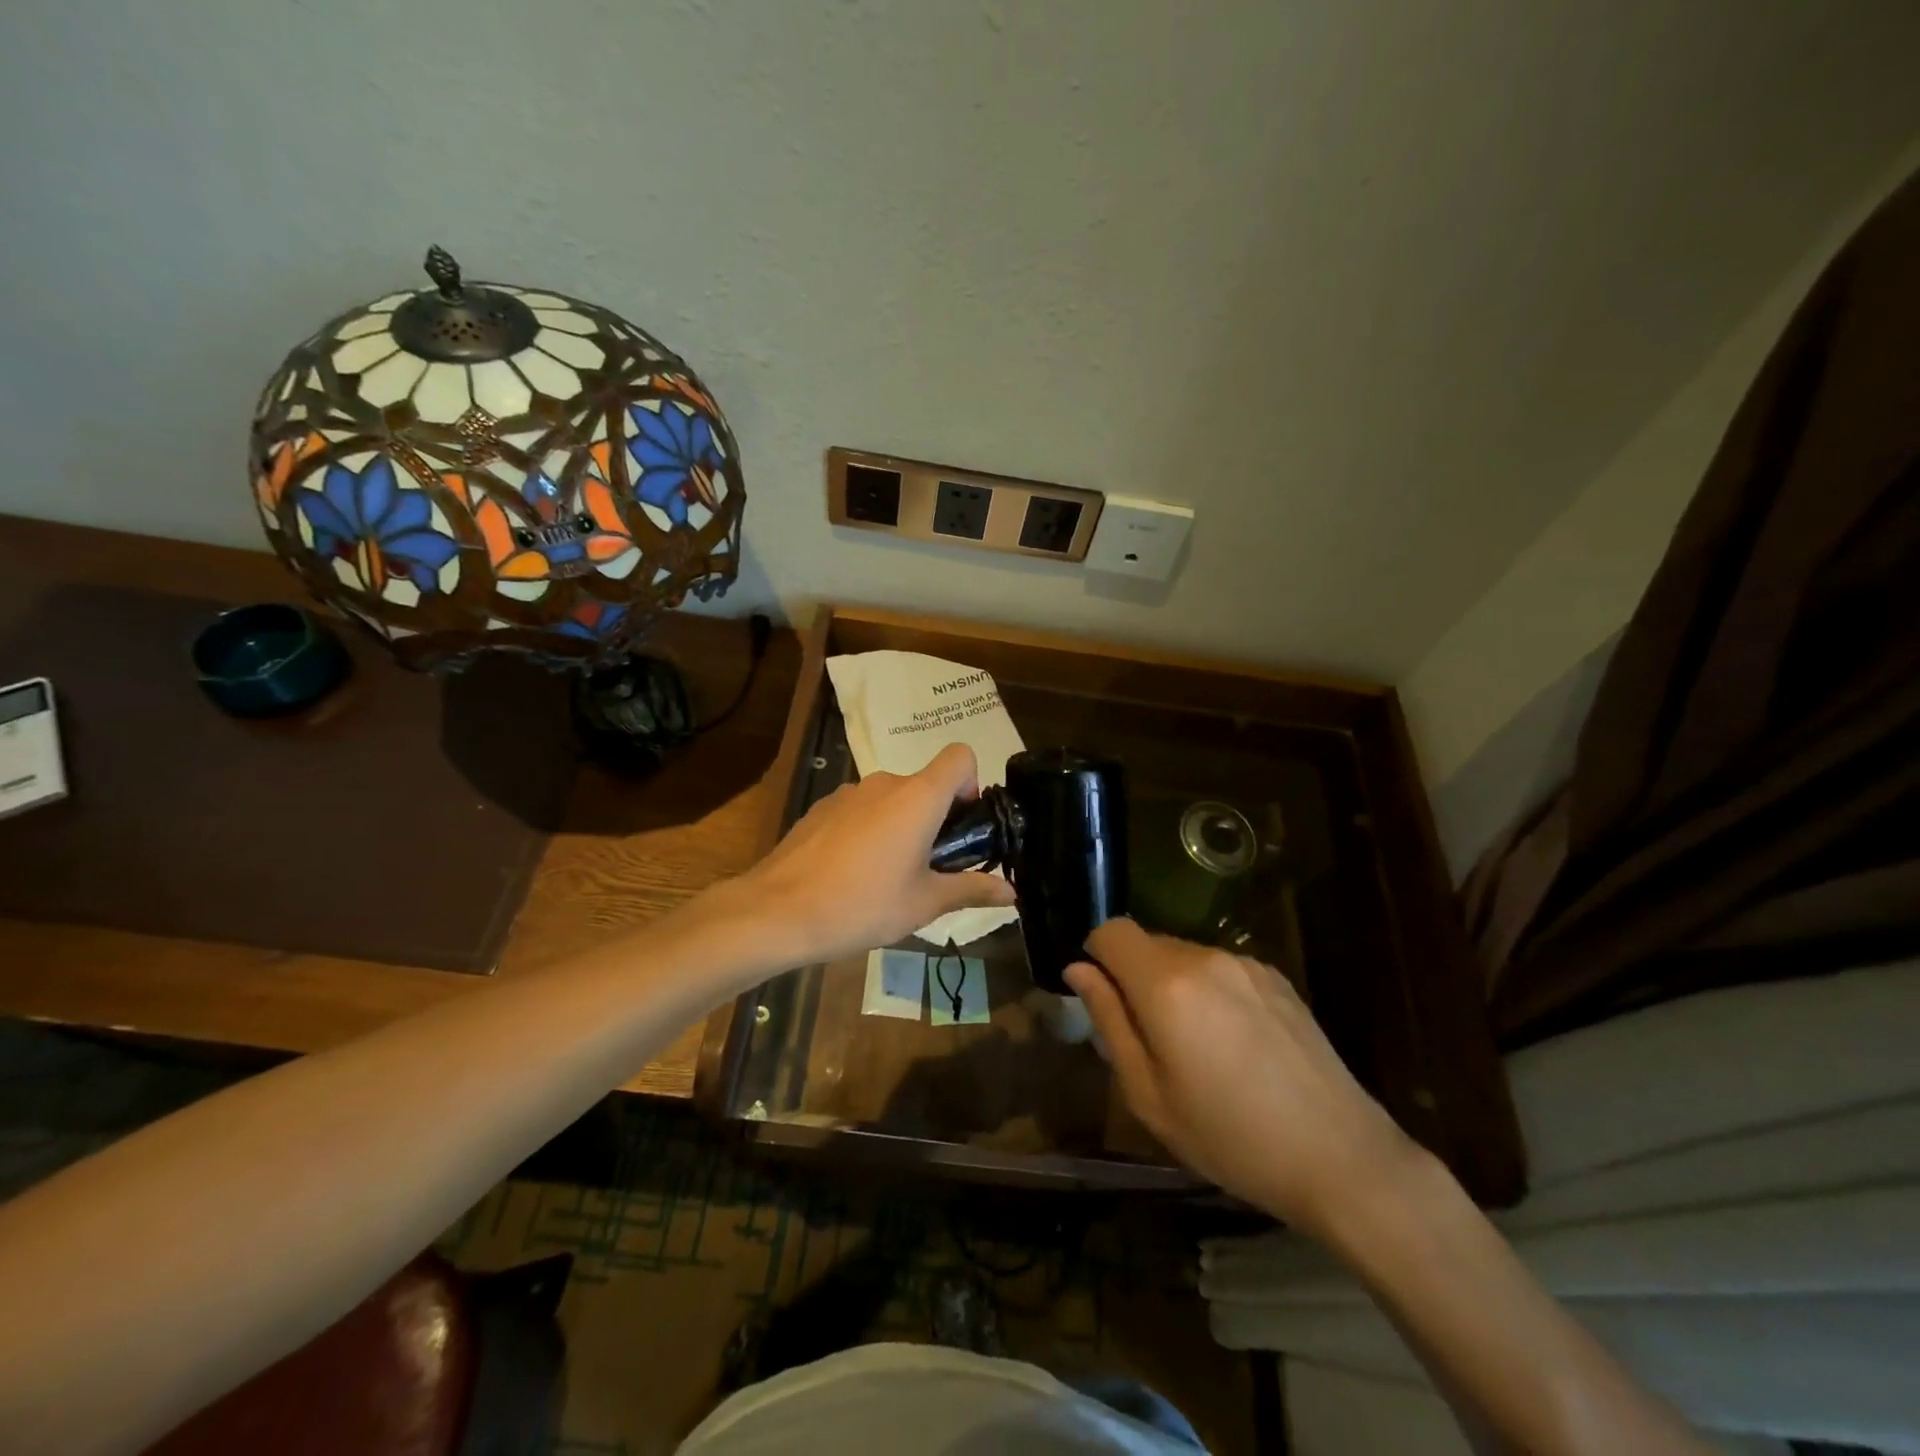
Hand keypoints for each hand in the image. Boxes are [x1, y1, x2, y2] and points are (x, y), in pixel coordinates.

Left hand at [743, 743, 1015, 963]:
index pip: (960, 756)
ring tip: (887, 877)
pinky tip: (851, 874)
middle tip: (929, 868)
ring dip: (900, 827)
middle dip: (936, 819)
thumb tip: (1012, 892)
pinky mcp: (821, 808)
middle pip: (925, 784)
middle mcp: (884, 783)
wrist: (776, 912)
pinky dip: (868, 831)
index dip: (971, 783)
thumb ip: (970, 890)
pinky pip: (861, 811)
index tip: (962, 826)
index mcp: (918, 797)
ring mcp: (848, 793)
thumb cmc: (862, 905)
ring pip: (891, 800)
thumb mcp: (924, 904)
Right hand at [1066, 919, 1420, 1233]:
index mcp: (1166, 984)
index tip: (1104, 1000)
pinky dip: (1209, 991)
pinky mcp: (1277, 978)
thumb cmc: (1231, 1137)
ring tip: (1197, 1048)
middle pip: (1148, 943)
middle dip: (1134, 977)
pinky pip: (1220, 969)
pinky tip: (1235, 1044)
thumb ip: (1109, 1021)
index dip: (1096, 957)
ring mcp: (1245, 964)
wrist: (1341, 1157)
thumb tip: (1078, 970)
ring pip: (1184, 956)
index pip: (1112, 931)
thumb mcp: (1149, 1094)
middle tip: (1149, 1041)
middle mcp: (1204, 958)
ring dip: (1173, 985)